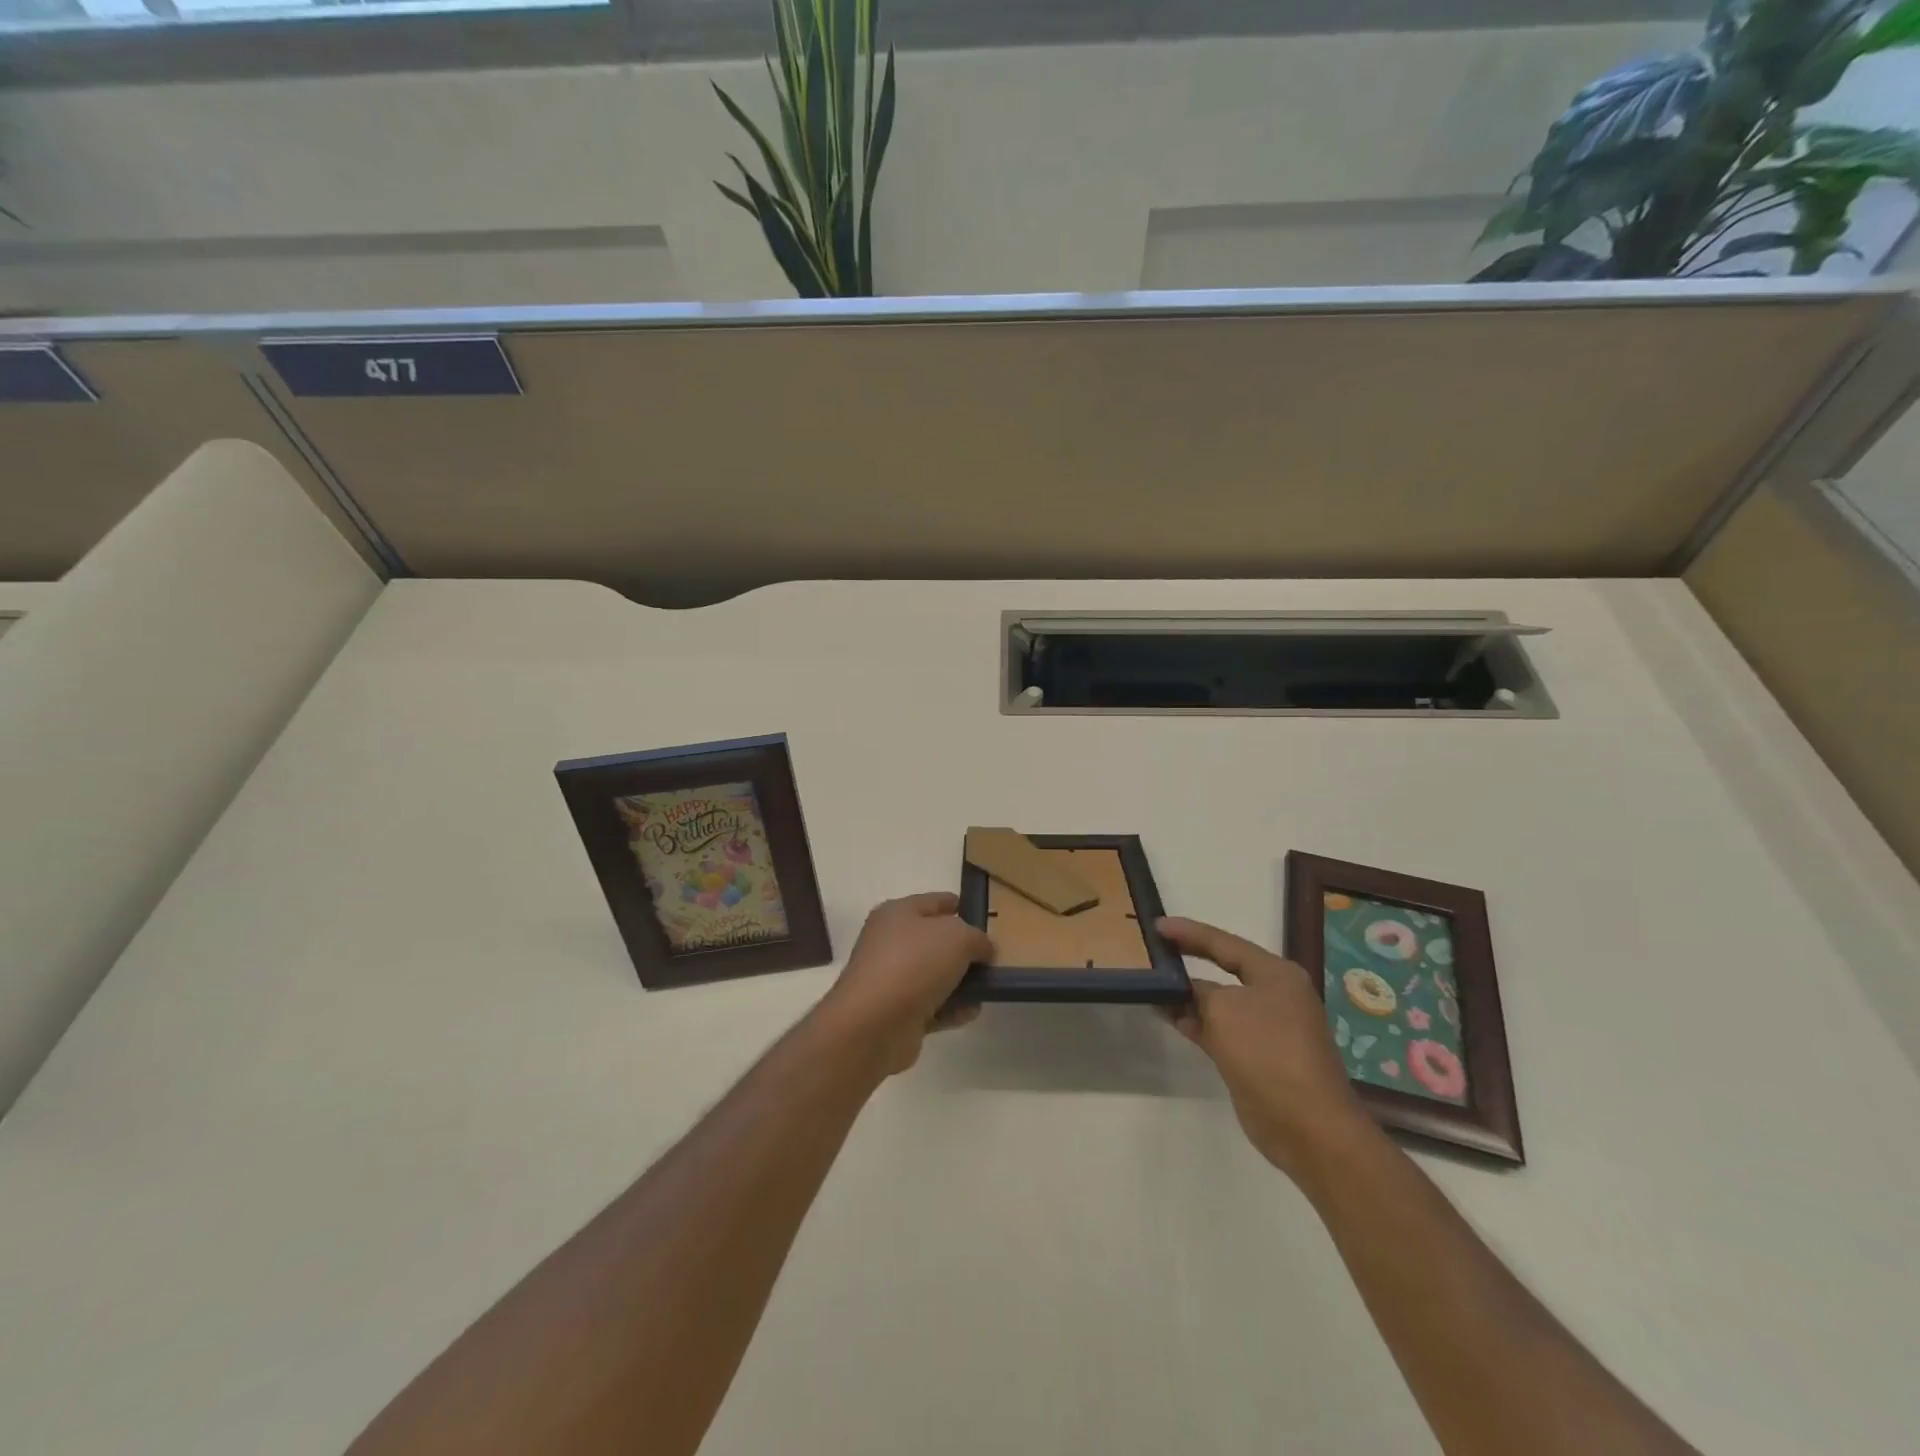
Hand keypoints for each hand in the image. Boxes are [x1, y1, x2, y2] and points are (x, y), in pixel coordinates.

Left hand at [818, 893, 993, 1075]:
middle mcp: (890, 942)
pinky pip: (930, 1006)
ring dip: (960, 983)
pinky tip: (971, 1012)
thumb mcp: (958, 937)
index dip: (962, 908)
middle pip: (935, 941)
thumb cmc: (914, 964)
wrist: (874, 1024)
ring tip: (986, 989)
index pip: (936, 902)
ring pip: (934, 976)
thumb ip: (978, 939)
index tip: (987, 922)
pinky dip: (950, 1009)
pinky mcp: (895, 1013)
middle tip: (991, 961)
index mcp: (898, 913)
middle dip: (964, 951)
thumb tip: (984, 950)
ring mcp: (891, 979)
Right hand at [1158, 916, 1371, 1178]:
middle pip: (1224, 969)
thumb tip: (1184, 991)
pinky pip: (1220, 1029)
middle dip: (1189, 961)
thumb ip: (1198, 992)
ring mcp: (1267, 1028)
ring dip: (1188, 995)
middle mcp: (1275, 995)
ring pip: (1220, 1002)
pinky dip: (1195, 1022)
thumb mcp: (1224, 1009)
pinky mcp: (1256, 1057)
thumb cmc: (1267, 1052)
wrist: (1307, 1126)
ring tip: (1151, 984)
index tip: (1156, 926)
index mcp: (1276, 974)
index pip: (1224, 943)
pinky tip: (1169, 1017)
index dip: (1189, 932)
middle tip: (1153, 950)